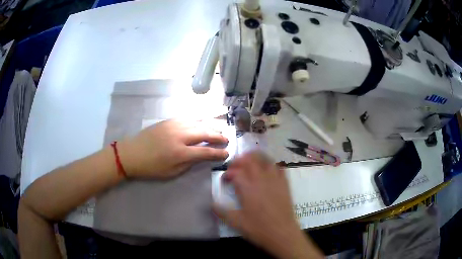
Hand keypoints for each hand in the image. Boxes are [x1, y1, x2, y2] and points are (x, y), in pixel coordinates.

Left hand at [117, 119, 228, 178]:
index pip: (205, 151)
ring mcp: (174, 126)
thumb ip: (188, 164)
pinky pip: (187, 118)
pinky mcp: (168, 121)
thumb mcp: (171, 173)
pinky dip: (197, 121)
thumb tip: (200, 156)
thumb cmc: (151, 167)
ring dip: (210, 127)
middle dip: (217, 136)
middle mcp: (180, 136)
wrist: (132, 153)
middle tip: (226, 139)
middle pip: (204, 133)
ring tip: (217, 130)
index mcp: (180, 153)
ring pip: (197, 123)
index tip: (227, 153)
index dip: (218, 153)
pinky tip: (201, 123)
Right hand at [214, 152, 322, 258]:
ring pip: (265, 160)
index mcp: (248, 188)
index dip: (227, 174)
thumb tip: (211, 204)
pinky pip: (278, 167)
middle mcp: (261, 180)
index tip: (224, 180)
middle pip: (250, 160)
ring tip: (249, 161)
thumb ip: (222, 212)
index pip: (235, 172)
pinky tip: (267, 168)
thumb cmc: (259, 228)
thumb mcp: (236, 222)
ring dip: (255, 157)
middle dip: (239, 160)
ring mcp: (275, 180)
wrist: (283, 233)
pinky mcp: (284, 184)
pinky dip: (270, 164)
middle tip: (234, 167)